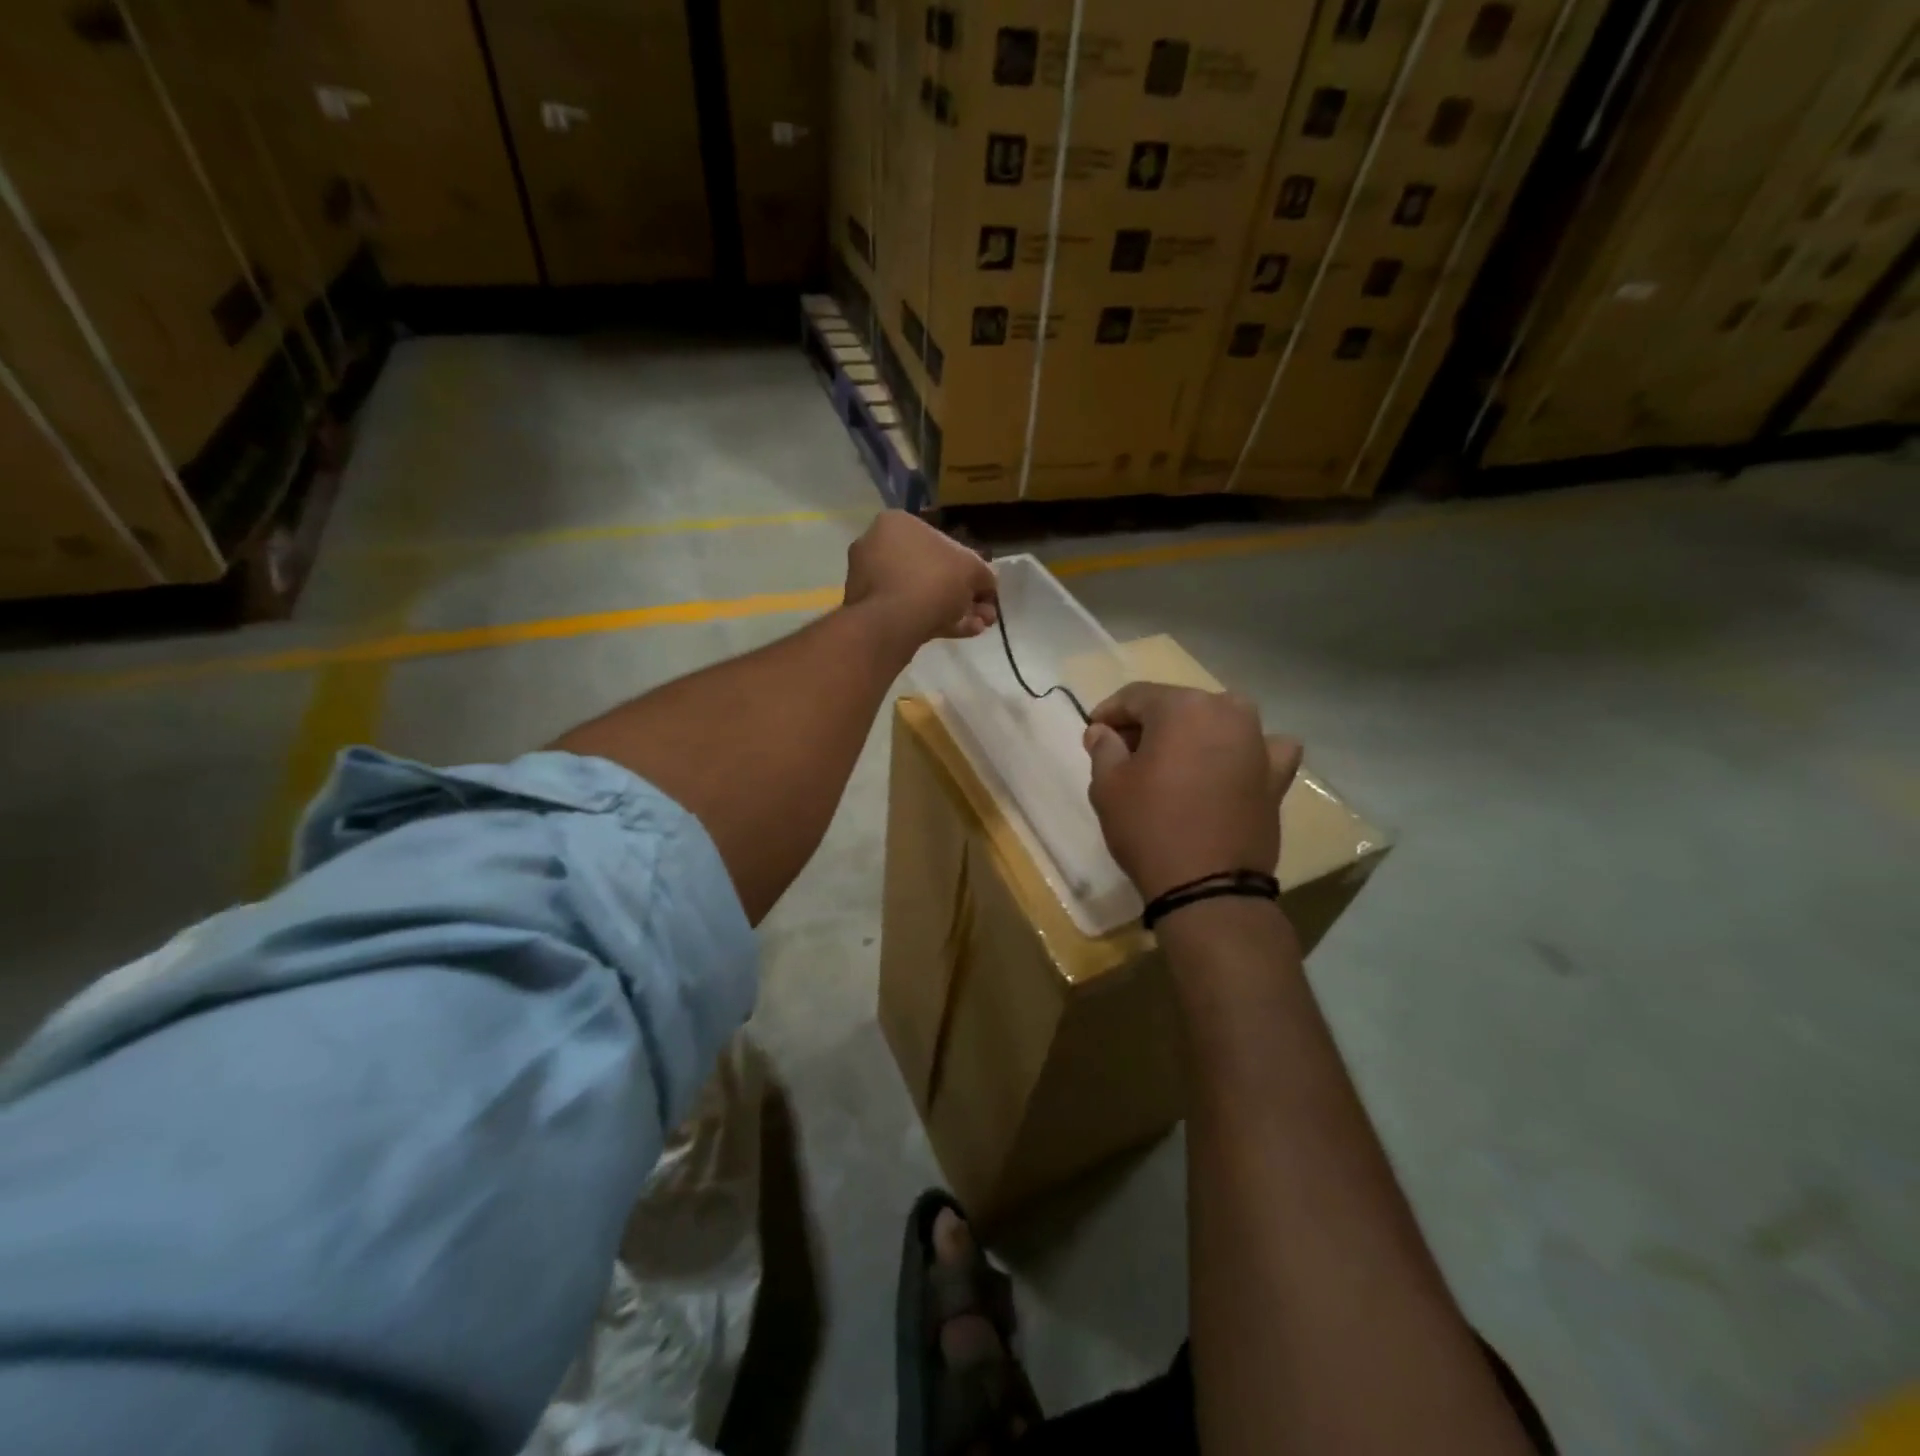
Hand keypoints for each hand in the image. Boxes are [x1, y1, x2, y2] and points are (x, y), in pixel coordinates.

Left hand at [843, 510, 997, 644]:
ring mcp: (869, 580)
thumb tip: (988, 581)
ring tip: (978, 627)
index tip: (982, 587)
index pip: (939, 541)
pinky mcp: (868, 610)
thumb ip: (984, 573)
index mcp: (896, 524)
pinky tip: (962, 633)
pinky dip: (934, 620)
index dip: (968, 566)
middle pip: (930, 571)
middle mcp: (876, 546)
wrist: (892, 622)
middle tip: (984, 612)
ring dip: (953, 610)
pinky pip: (907, 611)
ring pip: (920, 594)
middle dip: (962, 594)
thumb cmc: (933, 580)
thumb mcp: (972, 569)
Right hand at [1083, 683, 1302, 901]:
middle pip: (1178, 706)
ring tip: (1173, 762)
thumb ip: (1104, 747)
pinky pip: (1262, 749)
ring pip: (1219, 721)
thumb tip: (1103, 730)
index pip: (1136, 696)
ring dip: (1194, 733)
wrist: (1208, 886)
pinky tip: (1232, 765)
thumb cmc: (1149, 826)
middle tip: (1126, 752)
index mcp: (1182, 706)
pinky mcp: (1277, 775)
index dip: (1109, 712)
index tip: (1093, 732)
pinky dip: (1245, 751)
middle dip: (1149, 724)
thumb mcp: (1108, 785)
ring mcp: (1258, 742)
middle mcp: (1227, 711)